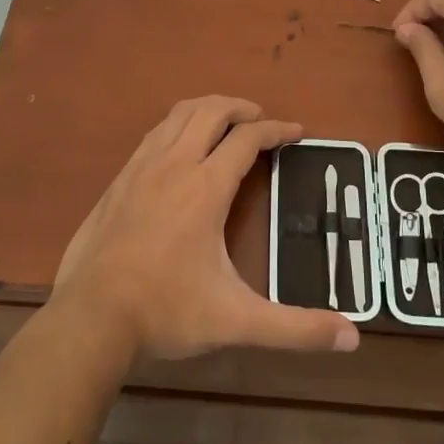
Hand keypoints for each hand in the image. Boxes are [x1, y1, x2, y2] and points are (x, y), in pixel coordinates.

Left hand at [53, 96, 360, 359]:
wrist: (90, 317)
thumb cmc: (166, 312)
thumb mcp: (236, 321)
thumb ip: (295, 328)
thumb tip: (353, 337)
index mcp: (205, 187)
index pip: (247, 140)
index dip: (276, 130)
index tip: (297, 132)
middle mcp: (174, 165)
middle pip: (210, 111)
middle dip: (240, 107)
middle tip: (260, 119)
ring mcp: (140, 168)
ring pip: (177, 115)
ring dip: (206, 108)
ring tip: (224, 120)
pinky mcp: (118, 181)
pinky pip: (154, 134)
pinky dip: (176, 126)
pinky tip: (179, 147)